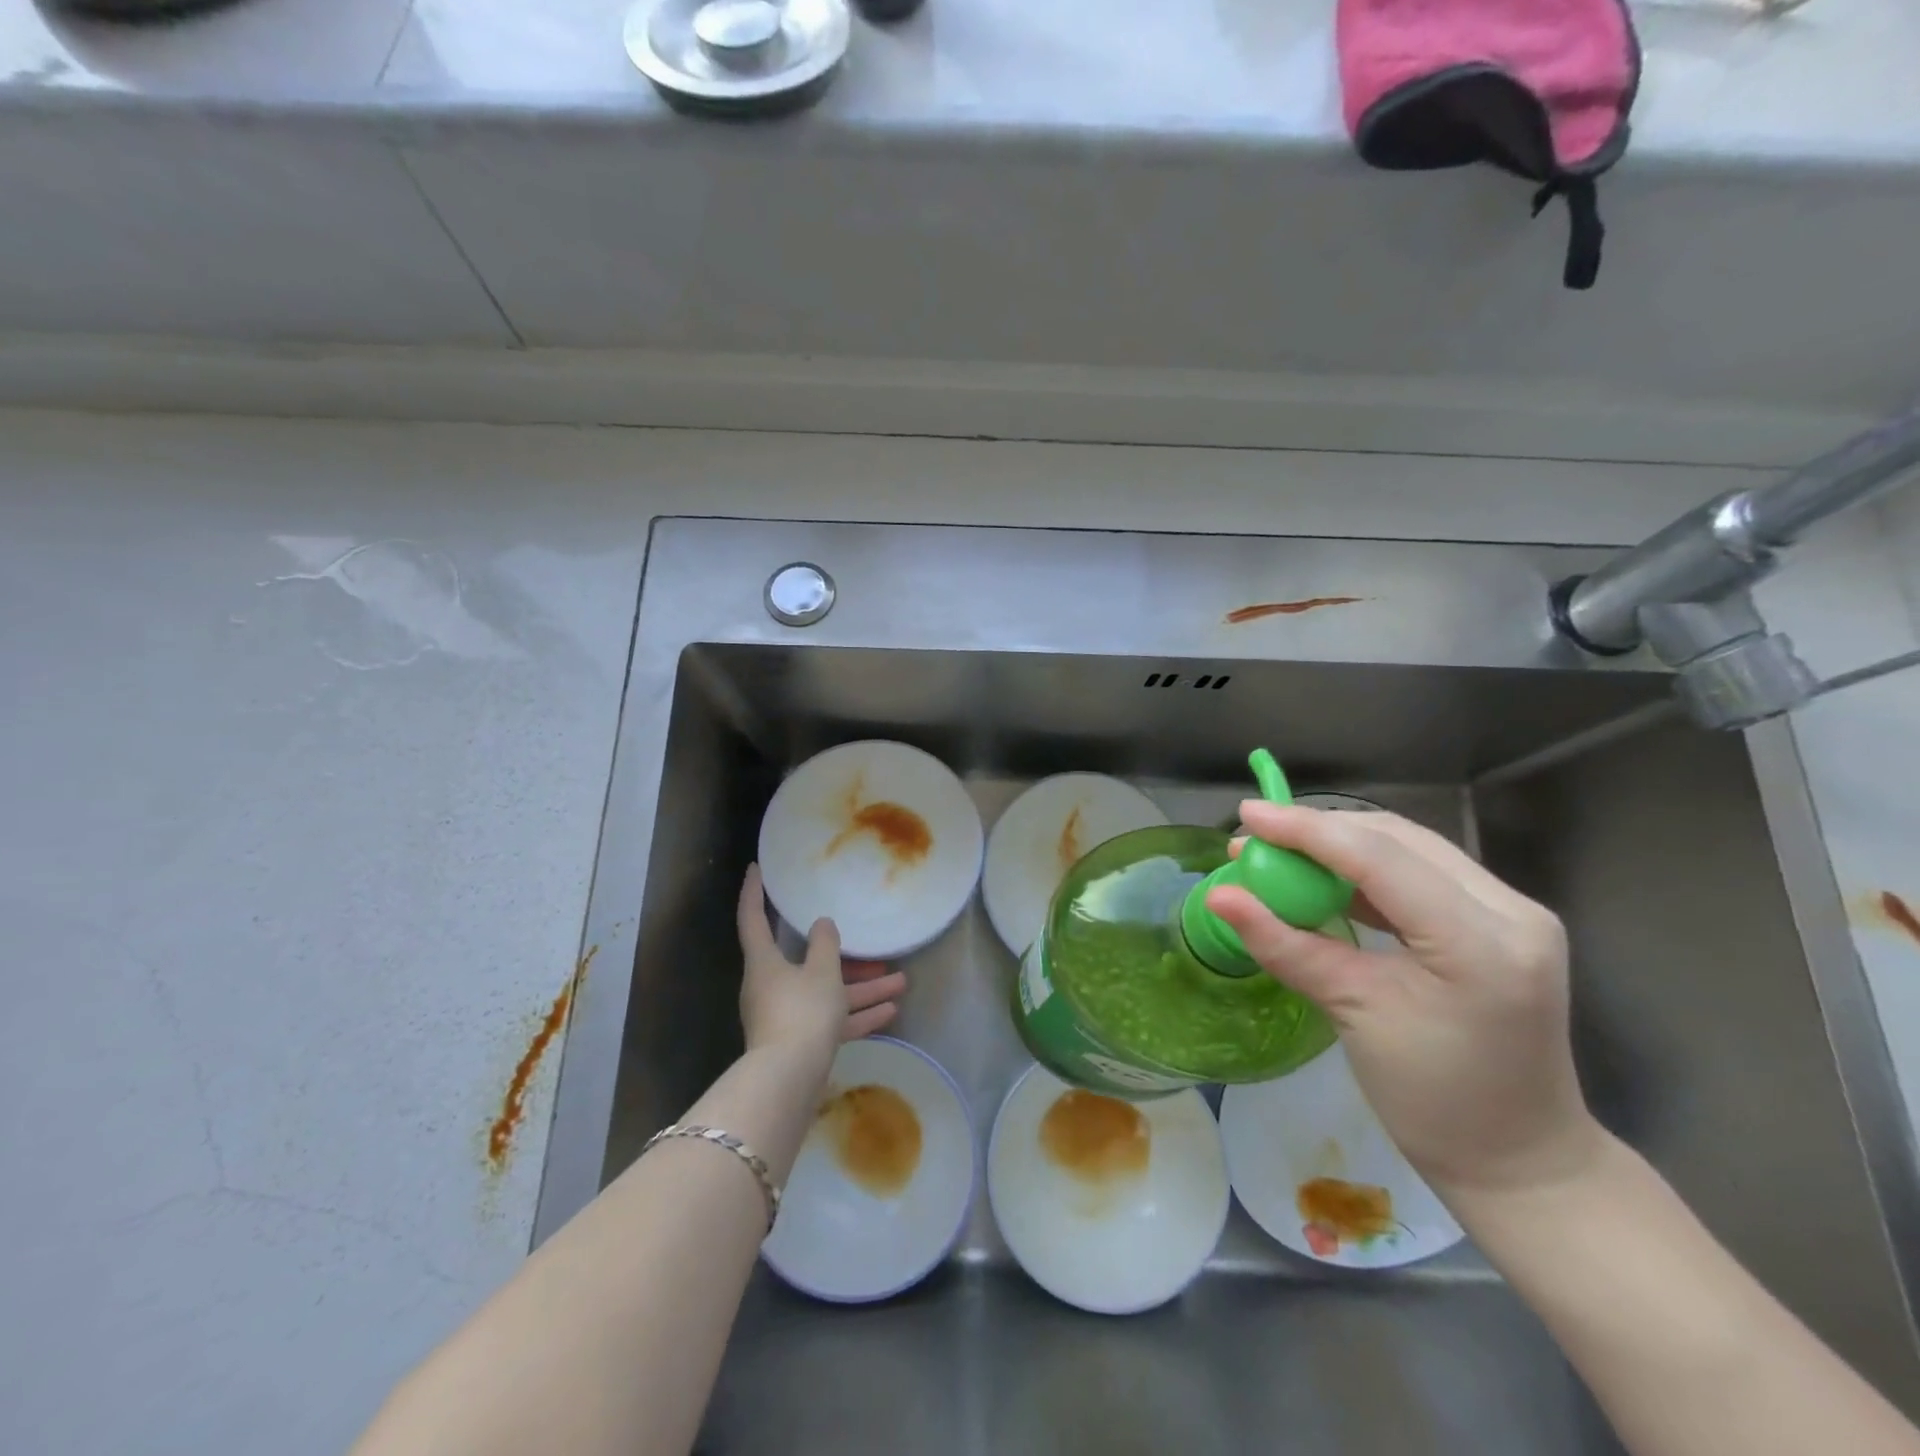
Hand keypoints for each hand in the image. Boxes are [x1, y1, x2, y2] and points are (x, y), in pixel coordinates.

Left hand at [736, 865, 907, 1056]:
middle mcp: (771, 986)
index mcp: (764, 962)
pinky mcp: (801, 1042)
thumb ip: (825, 945)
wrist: (789, 1082)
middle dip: (842, 954)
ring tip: (901, 981)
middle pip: (805, 960)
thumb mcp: (821, 972)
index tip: (757, 869)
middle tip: (867, 940)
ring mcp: (786, 1016)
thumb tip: (821, 924)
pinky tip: (891, 1011)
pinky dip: (858, 1015)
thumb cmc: (802, 1012)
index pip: (753, 918)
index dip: (755, 891)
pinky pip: (832, 1020)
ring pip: (827, 993)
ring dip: (862, 988)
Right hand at [1206, 806, 1602, 1197]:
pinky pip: (1422, 873)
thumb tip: (1218, 897)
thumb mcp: (1352, 1014)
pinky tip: (1323, 879)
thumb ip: (1285, 945)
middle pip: (1397, 840)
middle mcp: (1510, 910)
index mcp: (1481, 942)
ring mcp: (1513, 912)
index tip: (1247, 815)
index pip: (1379, 858)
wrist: (1519, 1159)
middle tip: (1256, 840)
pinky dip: (1365, 870)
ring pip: (1409, 849)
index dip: (1306, 830)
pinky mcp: (1500, 922)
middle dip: (1319, 832)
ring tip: (1279, 855)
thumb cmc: (1434, 1100)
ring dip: (1340, 846)